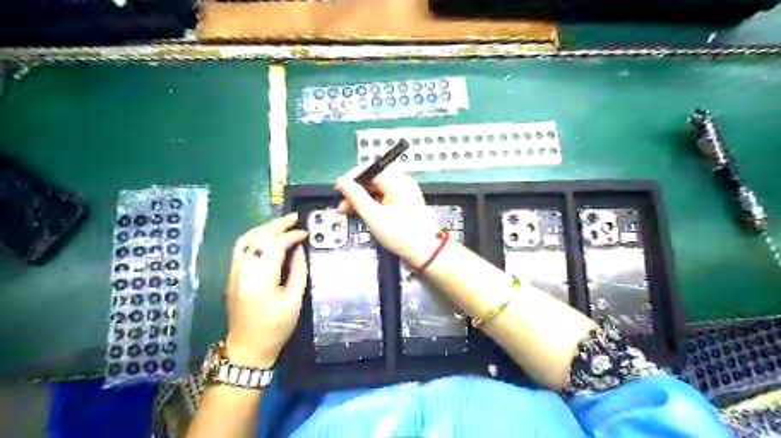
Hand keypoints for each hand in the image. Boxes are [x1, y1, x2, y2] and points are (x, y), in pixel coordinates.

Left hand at [224, 214, 305, 367]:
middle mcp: (244, 270)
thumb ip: (298, 272)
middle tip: (294, 217)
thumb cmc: (275, 328)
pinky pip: (240, 248)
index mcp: (261, 278)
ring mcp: (234, 272)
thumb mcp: (294, 301)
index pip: (276, 245)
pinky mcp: (232, 276)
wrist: (248, 349)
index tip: (305, 234)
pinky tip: (265, 237)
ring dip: (264, 228)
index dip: (292, 236)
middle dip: (277, 225)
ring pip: (246, 239)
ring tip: (280, 224)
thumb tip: (299, 250)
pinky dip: (254, 237)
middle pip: (259, 237)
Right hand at [335, 168, 441, 268]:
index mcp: (397, 182)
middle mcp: (402, 183)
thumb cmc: (401, 235)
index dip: (351, 178)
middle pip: (373, 180)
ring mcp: (405, 193)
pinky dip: (373, 204)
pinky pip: (384, 198)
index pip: (369, 169)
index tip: (338, 190)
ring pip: (377, 190)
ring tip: (350, 212)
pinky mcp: (405, 203)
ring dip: (362, 199)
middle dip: (356, 192)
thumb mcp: (374, 216)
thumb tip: (342, 182)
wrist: (425, 252)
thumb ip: (356, 197)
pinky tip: (364, 214)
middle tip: (342, 206)